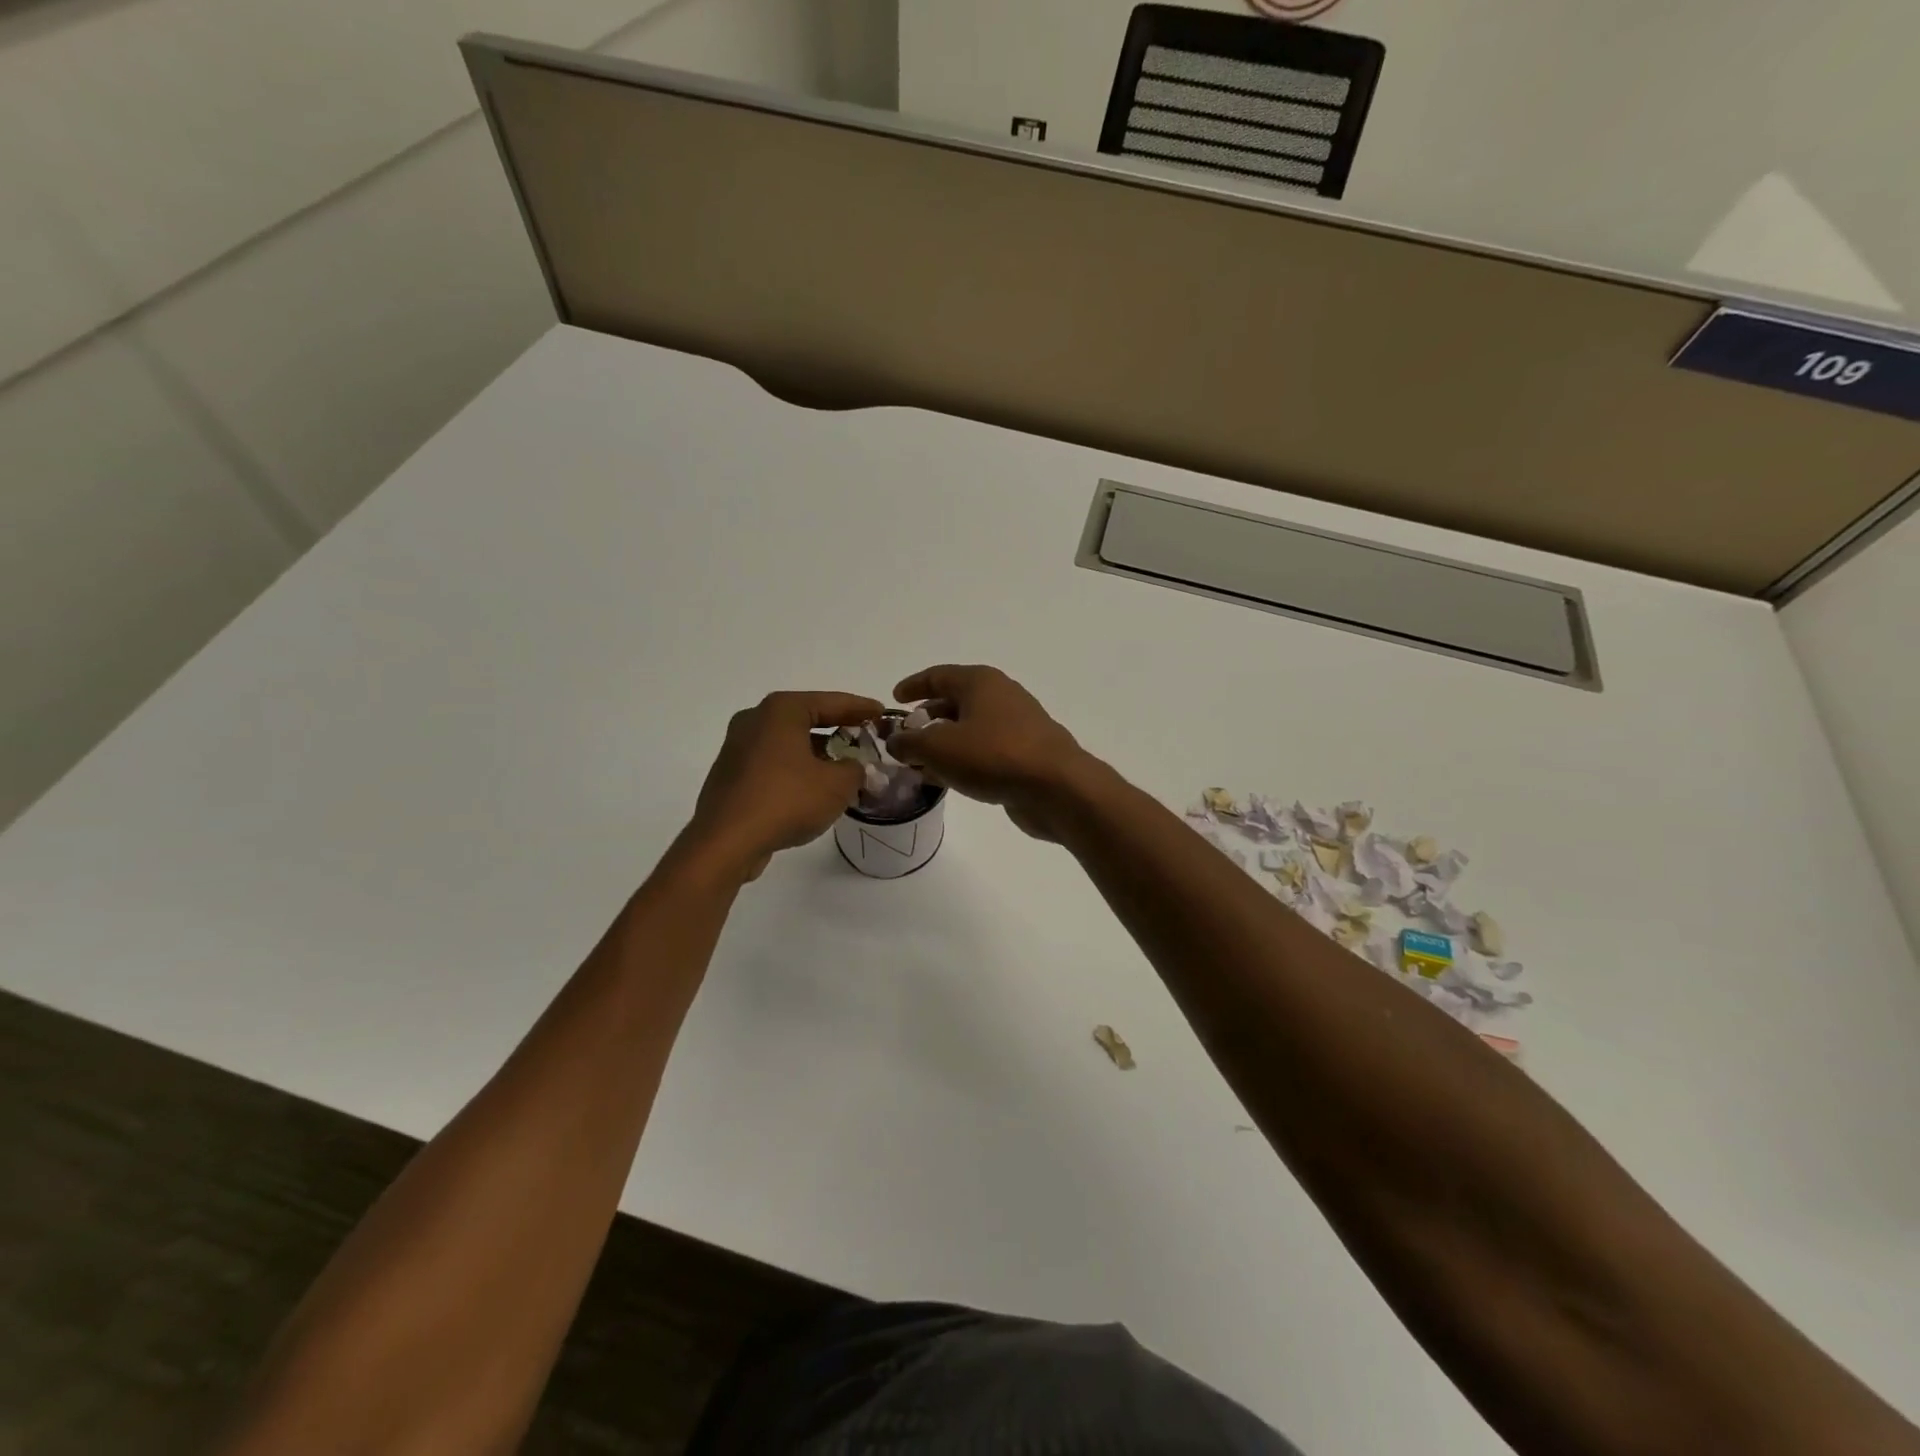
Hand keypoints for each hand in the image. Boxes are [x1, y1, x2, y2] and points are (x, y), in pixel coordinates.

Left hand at [681, 691, 884, 881]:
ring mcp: (738, 747)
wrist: (726, 842)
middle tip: (865, 737)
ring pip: (788, 742)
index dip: (860, 707)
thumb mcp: (837, 784)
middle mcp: (755, 720)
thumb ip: (855, 768)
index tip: (882, 712)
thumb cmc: (786, 800)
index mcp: (781, 711)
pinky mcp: (731, 775)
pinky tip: (814, 788)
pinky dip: (796, 769)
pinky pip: (773, 763)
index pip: (830, 702)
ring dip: (817, 753)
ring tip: (845, 767)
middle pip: (806, 718)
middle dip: (838, 729)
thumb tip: (852, 767)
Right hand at [888, 665, 1100, 841]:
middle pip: (955, 702)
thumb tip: (896, 741)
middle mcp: (1000, 696)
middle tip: (905, 738)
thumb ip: (910, 742)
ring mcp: (1017, 725)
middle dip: (927, 718)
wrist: (1057, 787)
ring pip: (970, 729)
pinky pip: (985, 751)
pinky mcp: (1026, 754)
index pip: (938, 676)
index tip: (893, 700)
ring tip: (921, 764)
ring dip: (944, 743)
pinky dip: (964, 760)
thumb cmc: (994, 755)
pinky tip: (950, 780)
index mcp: (980, 682)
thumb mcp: (939, 747)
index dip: (913, 686)